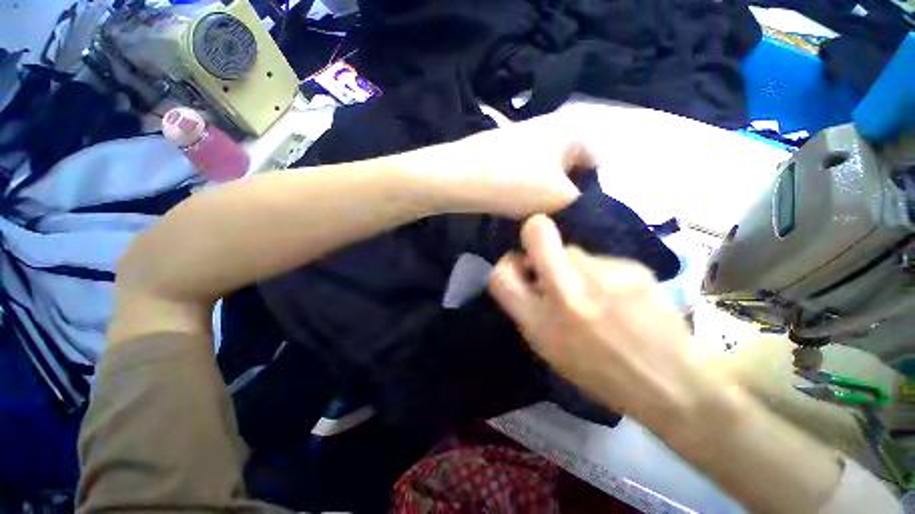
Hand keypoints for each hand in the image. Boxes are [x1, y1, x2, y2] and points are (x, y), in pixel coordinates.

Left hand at [399, 116, 592, 217]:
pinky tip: (517, 206)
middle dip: (567, 196)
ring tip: (534, 215)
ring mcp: (524, 140)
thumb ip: (585, 205)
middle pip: (571, 170)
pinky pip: (526, 176)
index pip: (598, 165)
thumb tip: (587, 210)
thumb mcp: (561, 198)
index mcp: (572, 132)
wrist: (458, 178)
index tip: (577, 218)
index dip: (593, 194)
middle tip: (555, 220)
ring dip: (544, 196)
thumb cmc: (515, 184)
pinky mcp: (504, 154)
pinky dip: (526, 191)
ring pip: (547, 175)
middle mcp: (551, 129)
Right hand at [488, 215, 711, 428]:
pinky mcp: (632, 268)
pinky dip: (603, 274)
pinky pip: (601, 261)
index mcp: (541, 322)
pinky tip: (621, 296)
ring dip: (575, 266)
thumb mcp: (549, 350)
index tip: (520, 267)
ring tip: (596, 291)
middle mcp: (567, 292)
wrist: (672, 382)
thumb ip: (529, 309)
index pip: (500, 276)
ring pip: (574, 249)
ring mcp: (602, 276)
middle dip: (535, 233)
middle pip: (537, 232)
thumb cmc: (600, 374)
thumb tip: (528, 274)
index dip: (505, 265)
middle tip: (547, 253)